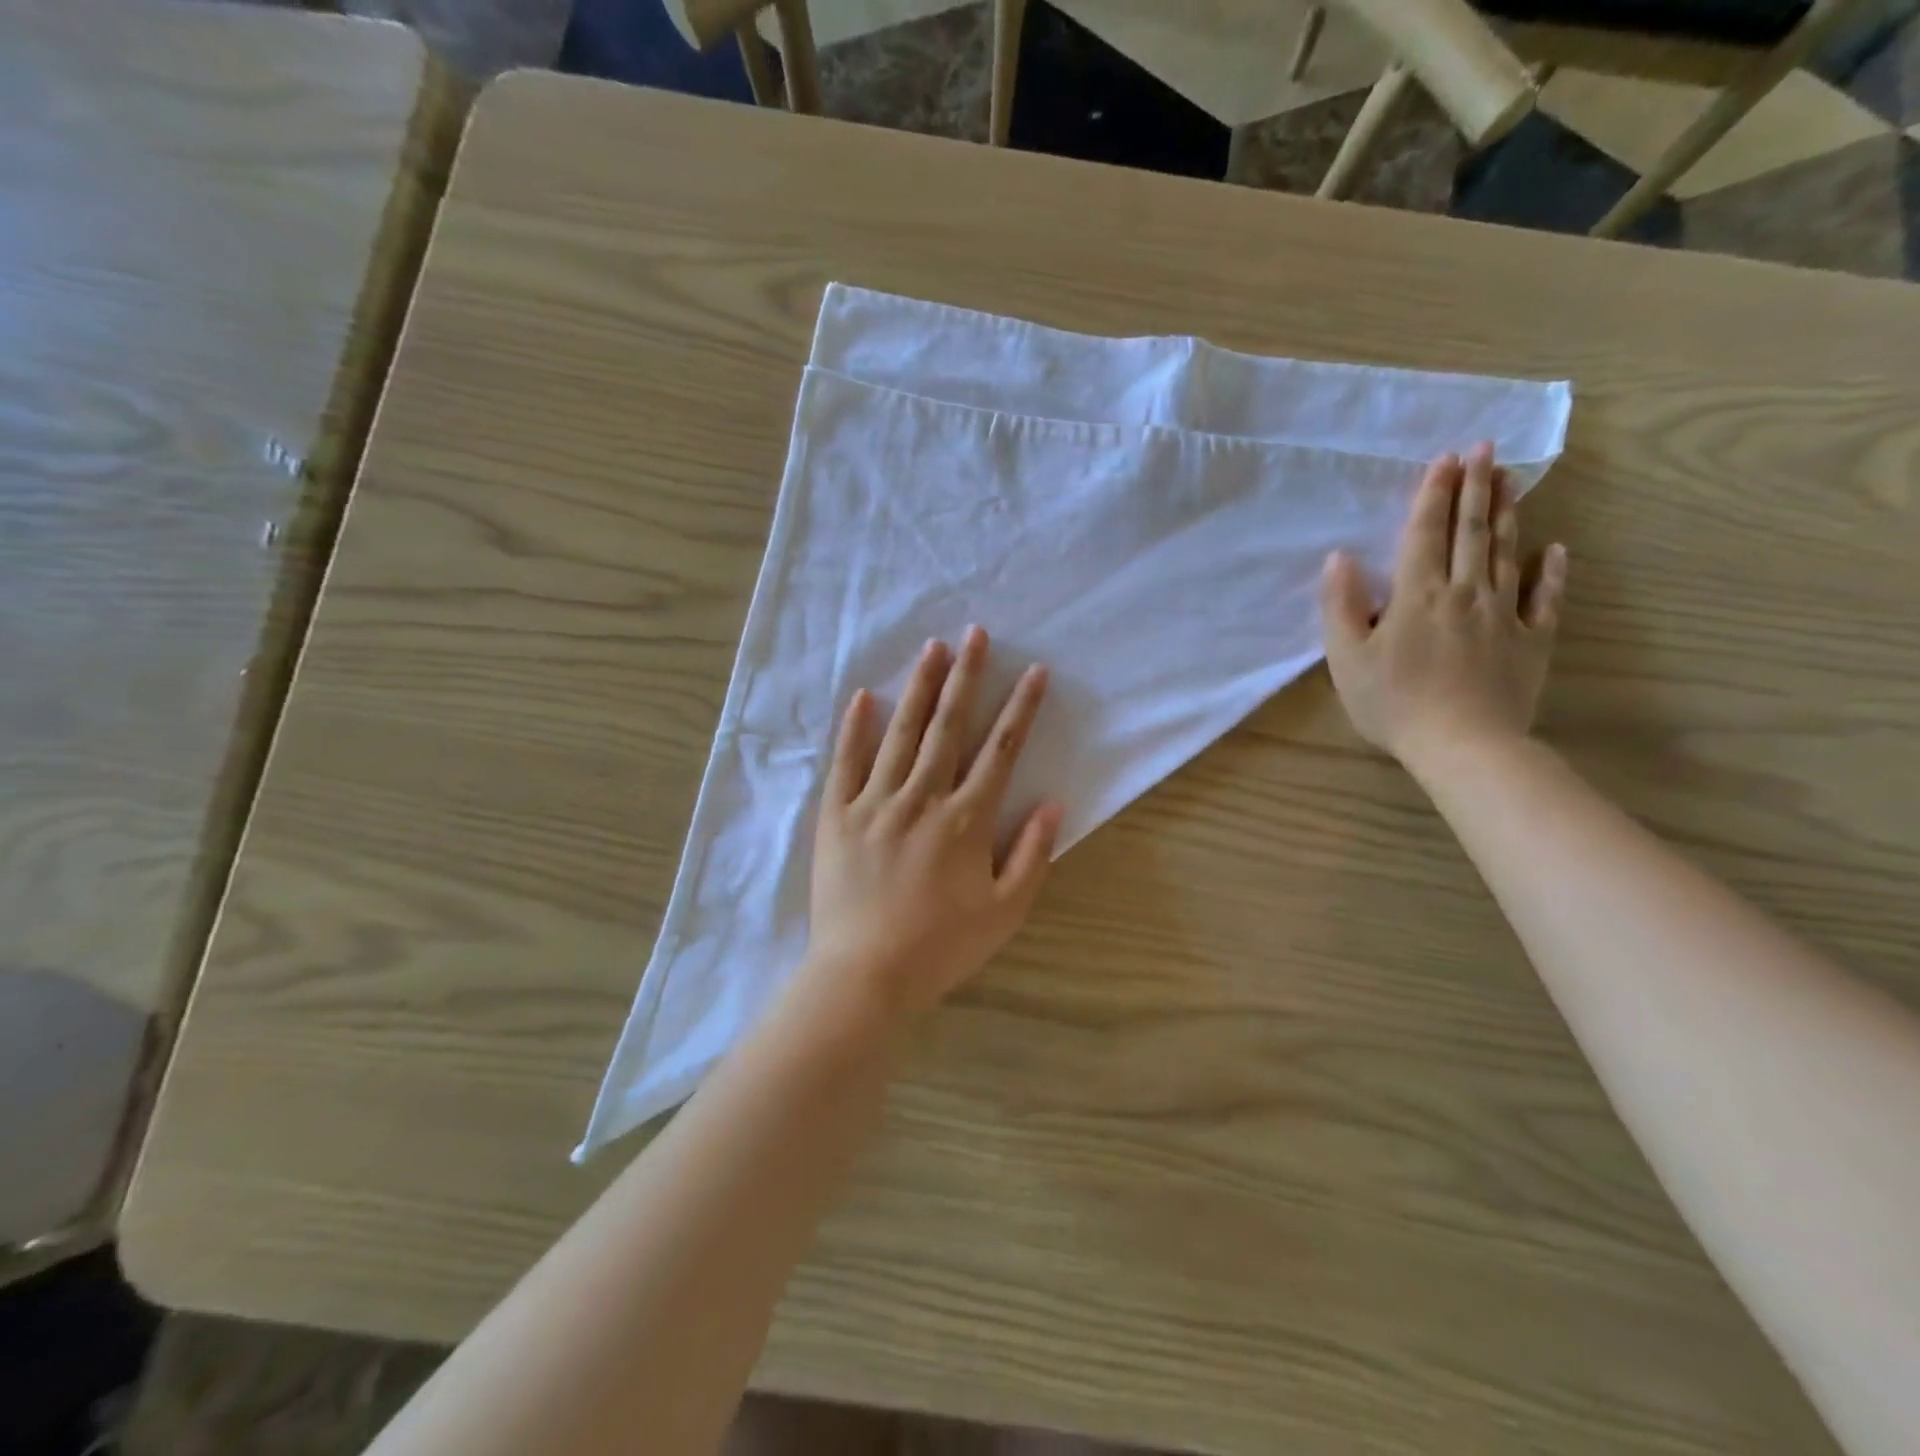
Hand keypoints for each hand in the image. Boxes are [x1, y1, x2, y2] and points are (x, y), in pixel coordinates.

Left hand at [798, 626, 1063, 1024]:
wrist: (864, 976)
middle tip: (976, 633)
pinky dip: (856, 728)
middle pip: (949, 727)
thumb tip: (1054, 805)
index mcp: (965, 820)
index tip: (1035, 671)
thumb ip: (1031, 855)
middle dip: (967, 677)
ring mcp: (875, 803)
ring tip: (932, 648)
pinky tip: (865, 696)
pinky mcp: (838, 816)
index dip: (1020, 708)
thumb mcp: (1004, 912)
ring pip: (901, 733)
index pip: (999, 751)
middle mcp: (922, 798)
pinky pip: (847, 763)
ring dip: (920, 688)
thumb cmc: (941, 948)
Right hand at [1320, 443, 1566, 770]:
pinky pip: (1545, 598)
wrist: (1462, 745)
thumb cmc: (1393, 703)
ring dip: (1508, 513)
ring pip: (1506, 553)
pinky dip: (1551, 571)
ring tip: (1511, 479)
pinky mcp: (1531, 640)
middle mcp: (1464, 592)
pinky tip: (1554, 550)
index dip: (1434, 494)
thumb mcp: (1347, 659)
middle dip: (1475, 487)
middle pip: (1471, 531)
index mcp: (1417, 595)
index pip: (1426, 533)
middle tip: (1485, 450)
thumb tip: (1339, 558)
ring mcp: (1503, 613)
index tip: (1445, 459)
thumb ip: (1341, 606)